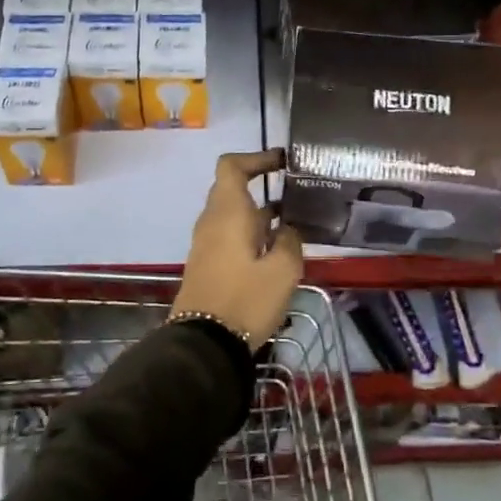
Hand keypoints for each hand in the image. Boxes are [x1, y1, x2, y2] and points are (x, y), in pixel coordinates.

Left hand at [172, 149, 303, 346]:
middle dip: (263, 187)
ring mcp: (206, 243)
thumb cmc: (245, 299)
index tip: (282, 162)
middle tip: (296, 194)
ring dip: (260, 214)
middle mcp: (212, 221)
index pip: (232, 166)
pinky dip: (251, 233)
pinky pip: (229, 235)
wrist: (204, 343)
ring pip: (233, 215)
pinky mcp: (207, 264)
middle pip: (232, 189)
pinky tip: (276, 250)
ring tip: (293, 223)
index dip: (256, 158)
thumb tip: (287, 228)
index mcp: (227, 212)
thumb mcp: (283, 270)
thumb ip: (290, 240)